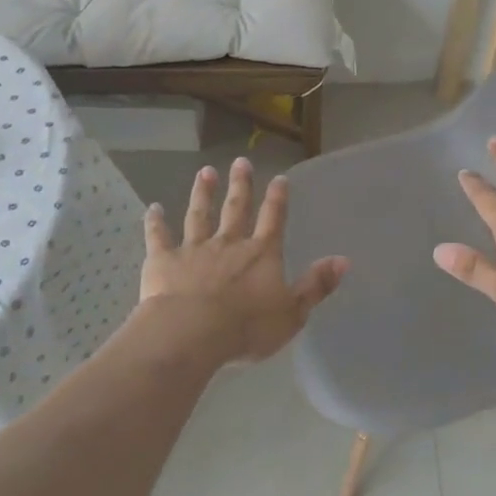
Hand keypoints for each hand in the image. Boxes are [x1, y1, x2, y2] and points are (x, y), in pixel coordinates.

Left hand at [139, 158, 347, 364]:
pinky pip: (159, 237)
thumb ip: (315, 285)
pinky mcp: (164, 261)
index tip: (279, 178)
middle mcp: (228, 244)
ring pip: (199, 215)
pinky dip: (155, 222)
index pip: (273, 220)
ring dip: (202, 193)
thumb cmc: (247, 328)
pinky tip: (152, 208)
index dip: (278, 199)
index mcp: (260, 254)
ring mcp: (194, 249)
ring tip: (204, 172)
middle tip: (240, 161)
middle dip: (240, 184)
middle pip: (236, 208)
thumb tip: (343, 260)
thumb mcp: (292, 312)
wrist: (192, 334)